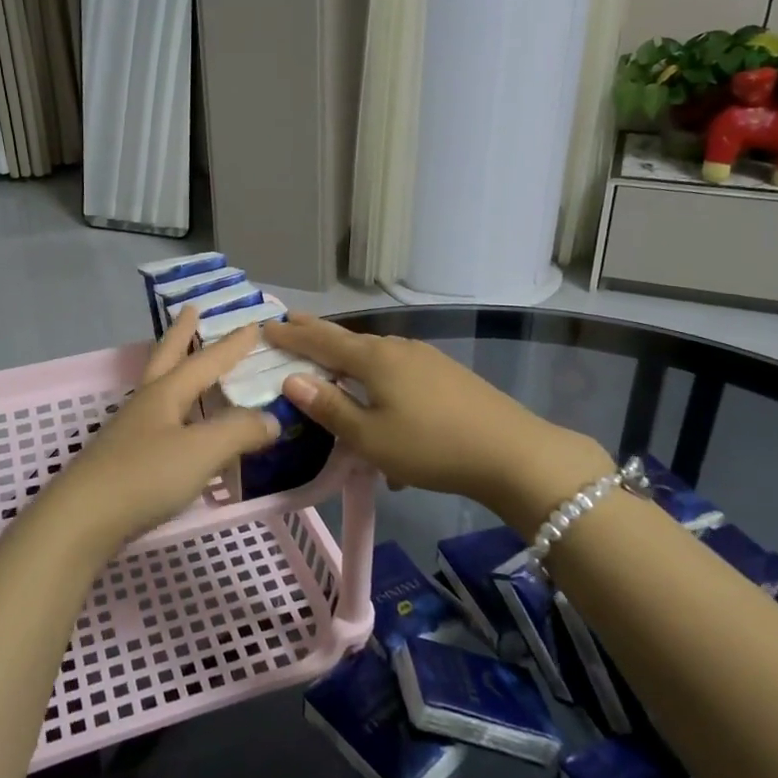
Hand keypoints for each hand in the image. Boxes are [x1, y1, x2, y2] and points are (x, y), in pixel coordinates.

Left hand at [28, 309, 280, 561]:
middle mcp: (146, 404)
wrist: (82, 520)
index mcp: (165, 394)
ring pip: (158, 388)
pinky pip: (158, 421)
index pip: (205, 362)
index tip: (252, 325)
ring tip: (186, 362)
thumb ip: (238, 432)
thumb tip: (270, 419)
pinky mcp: (123, 459)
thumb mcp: (201, 451)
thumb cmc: (144, 476)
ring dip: (174, 368)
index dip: (231, 346)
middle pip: (166, 358)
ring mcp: (130, 431)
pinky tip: (177, 425)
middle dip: (181, 334)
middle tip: (191, 310)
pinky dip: (174, 410)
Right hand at [263, 314, 614, 524]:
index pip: (320, 341)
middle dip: (317, 335)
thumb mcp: (370, 437)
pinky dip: (376, 380)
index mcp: (373, 358)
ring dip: (348, 360)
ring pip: (374, 356)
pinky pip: (397, 372)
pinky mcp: (445, 376)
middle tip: (290, 324)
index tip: (265, 326)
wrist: (512, 453)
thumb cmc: (431, 446)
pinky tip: (381, 408)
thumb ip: (329, 407)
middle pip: (347, 340)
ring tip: (330, 367)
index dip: (291, 335)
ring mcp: (425, 359)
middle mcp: (397, 348)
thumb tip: (292, 380)